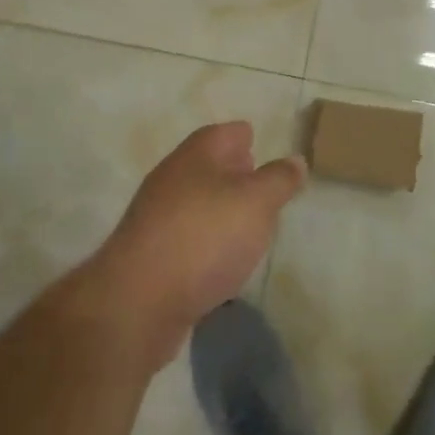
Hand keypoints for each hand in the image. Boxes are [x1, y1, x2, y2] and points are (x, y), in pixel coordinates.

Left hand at [88, 122, 306, 366]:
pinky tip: (221, 260)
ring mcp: (156, 217)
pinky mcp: (151, 255)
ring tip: (248, 225)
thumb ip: (279, 180)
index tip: (262, 146)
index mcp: (196, 155)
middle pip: (208, 165)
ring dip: (220, 209)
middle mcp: (172, 178)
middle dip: (233, 172)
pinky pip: (187, 238)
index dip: (246, 136)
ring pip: (196, 202)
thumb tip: (296, 160)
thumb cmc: (204, 237)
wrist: (138, 301)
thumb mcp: (257, 203)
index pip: (226, 133)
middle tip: (260, 184)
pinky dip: (205, 242)